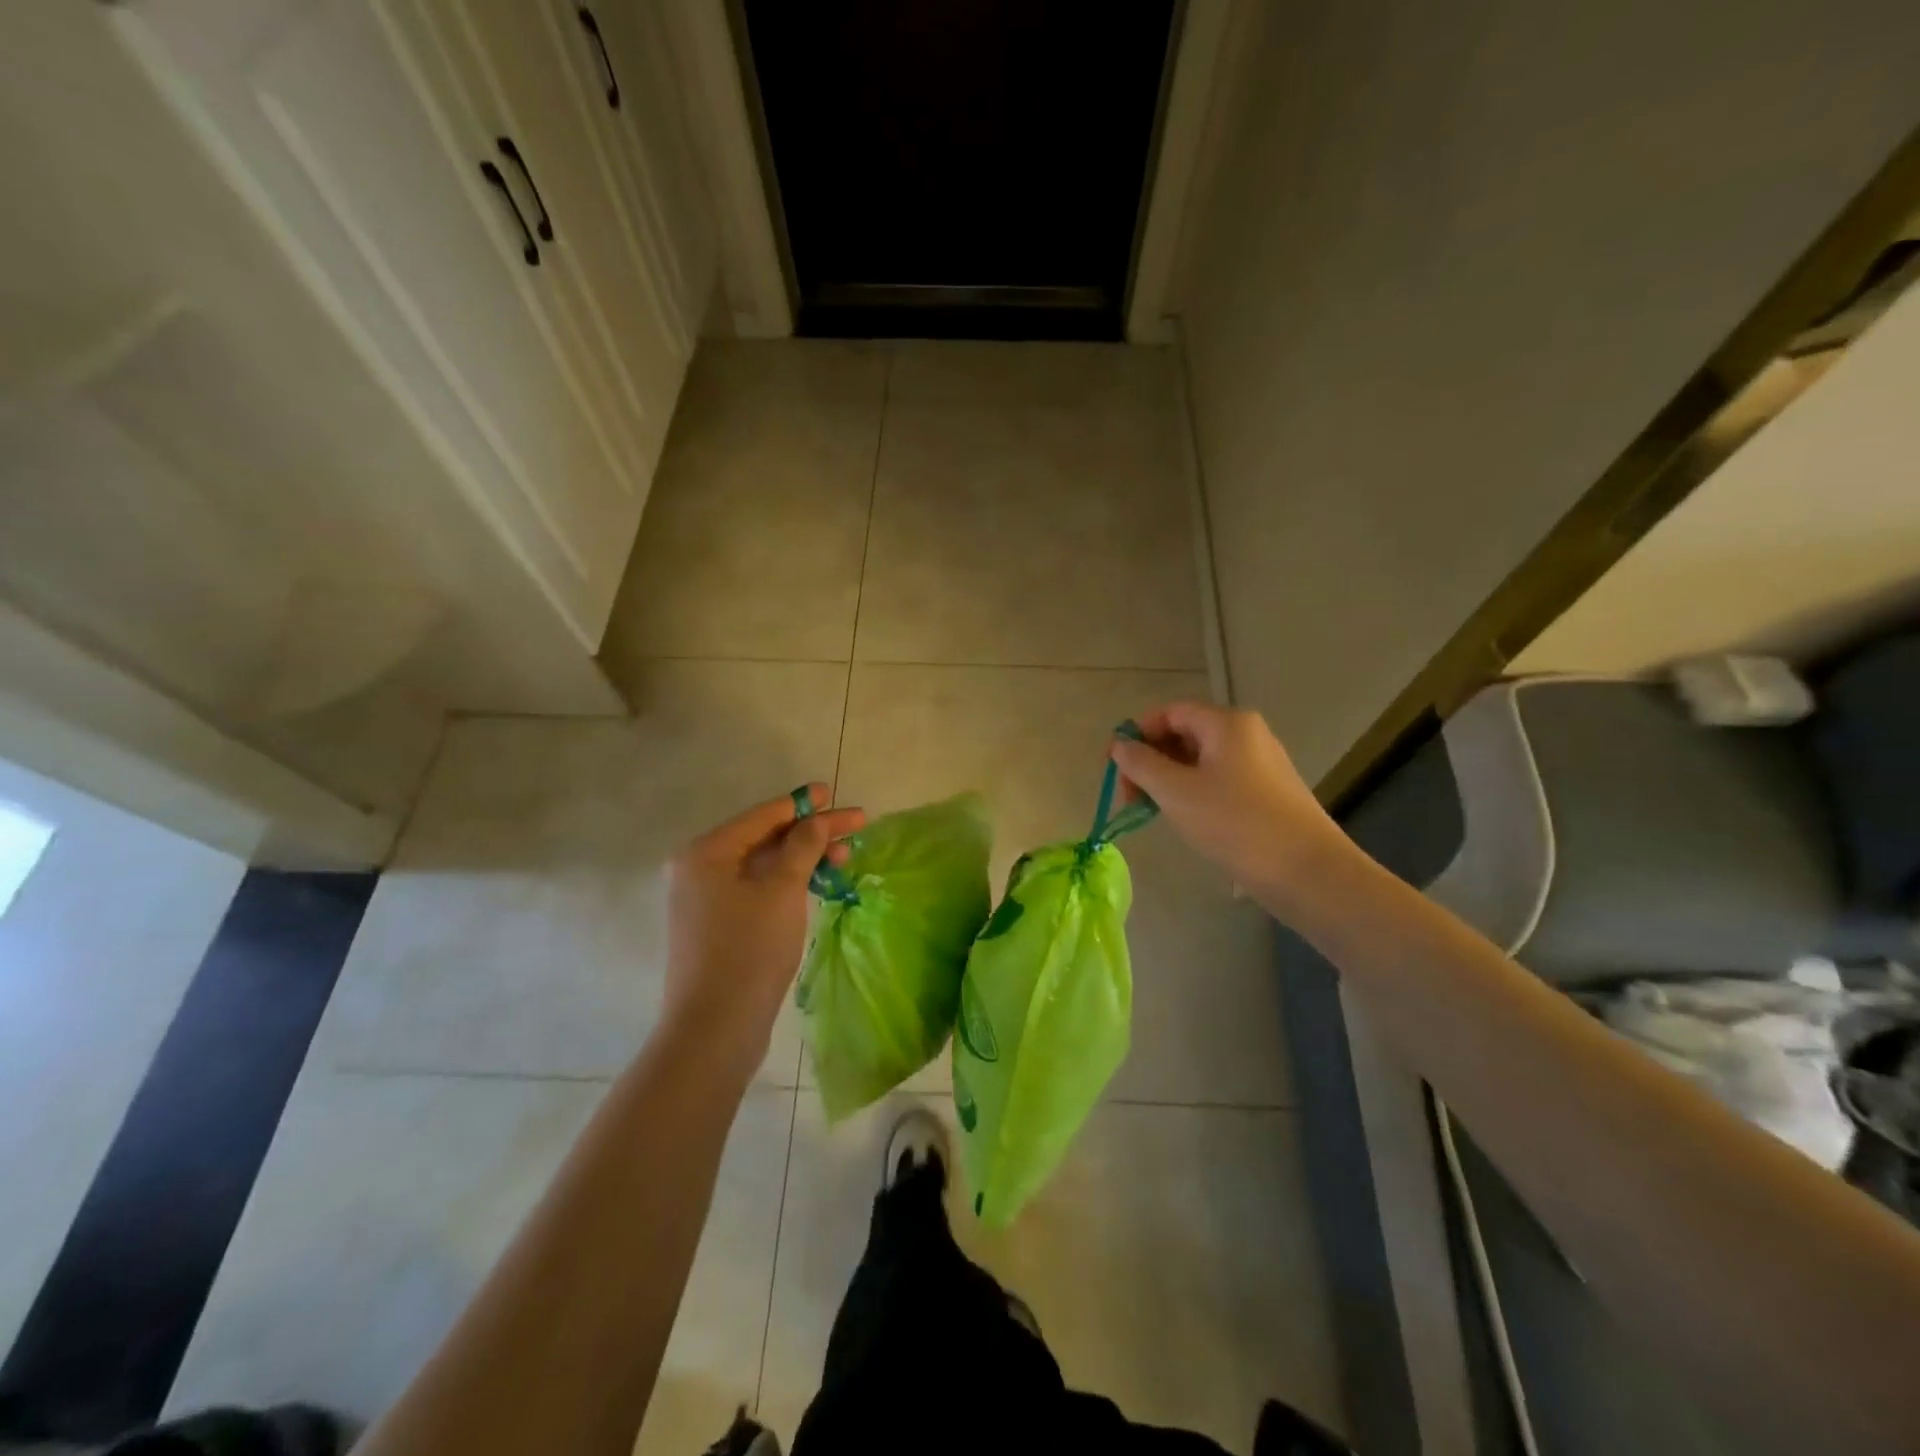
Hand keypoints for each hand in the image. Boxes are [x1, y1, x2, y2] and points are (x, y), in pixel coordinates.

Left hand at [663, 785, 863, 1060]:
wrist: (715, 1027)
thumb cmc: (749, 949)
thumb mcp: (782, 890)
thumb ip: (802, 846)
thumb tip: (815, 820)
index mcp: (706, 852)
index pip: (763, 816)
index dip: (802, 804)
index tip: (833, 794)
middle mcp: (699, 870)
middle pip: (764, 839)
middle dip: (810, 832)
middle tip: (854, 827)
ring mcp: (706, 900)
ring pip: (764, 866)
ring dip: (803, 858)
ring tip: (844, 857)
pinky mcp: (718, 926)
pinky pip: (757, 890)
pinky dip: (788, 882)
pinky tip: (816, 883)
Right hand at [1110, 703, 1353, 908]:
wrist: (1306, 871)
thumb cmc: (1235, 823)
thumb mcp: (1176, 792)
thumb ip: (1141, 764)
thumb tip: (1119, 744)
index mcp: (1226, 723)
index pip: (1168, 713)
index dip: (1136, 734)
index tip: (1114, 768)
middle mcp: (1246, 734)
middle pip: (1183, 733)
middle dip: (1150, 760)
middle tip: (1129, 797)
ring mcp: (1259, 763)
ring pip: (1199, 760)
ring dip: (1168, 779)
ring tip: (1152, 811)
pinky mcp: (1266, 791)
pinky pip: (1217, 779)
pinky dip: (1192, 792)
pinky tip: (1185, 819)